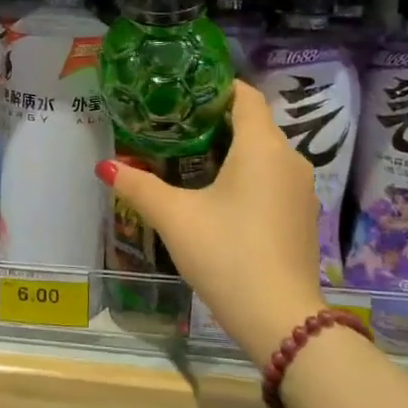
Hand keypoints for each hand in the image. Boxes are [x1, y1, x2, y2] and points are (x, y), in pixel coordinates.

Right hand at [99, 80, 323, 363]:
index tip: (182, 93)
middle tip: (173, 128)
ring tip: (187, 160)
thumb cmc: (227, 254)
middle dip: (215, 122)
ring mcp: (301, 189)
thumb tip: (105, 166)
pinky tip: (218, 196)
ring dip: (231, 151)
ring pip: (263, 154)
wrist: (281, 319)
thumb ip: (139, 185)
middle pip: (253, 124)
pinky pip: (272, 179)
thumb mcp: (175, 217)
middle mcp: (289, 158)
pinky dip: (247, 176)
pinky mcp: (303, 216)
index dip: (215, 87)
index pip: (245, 96)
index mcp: (262, 146)